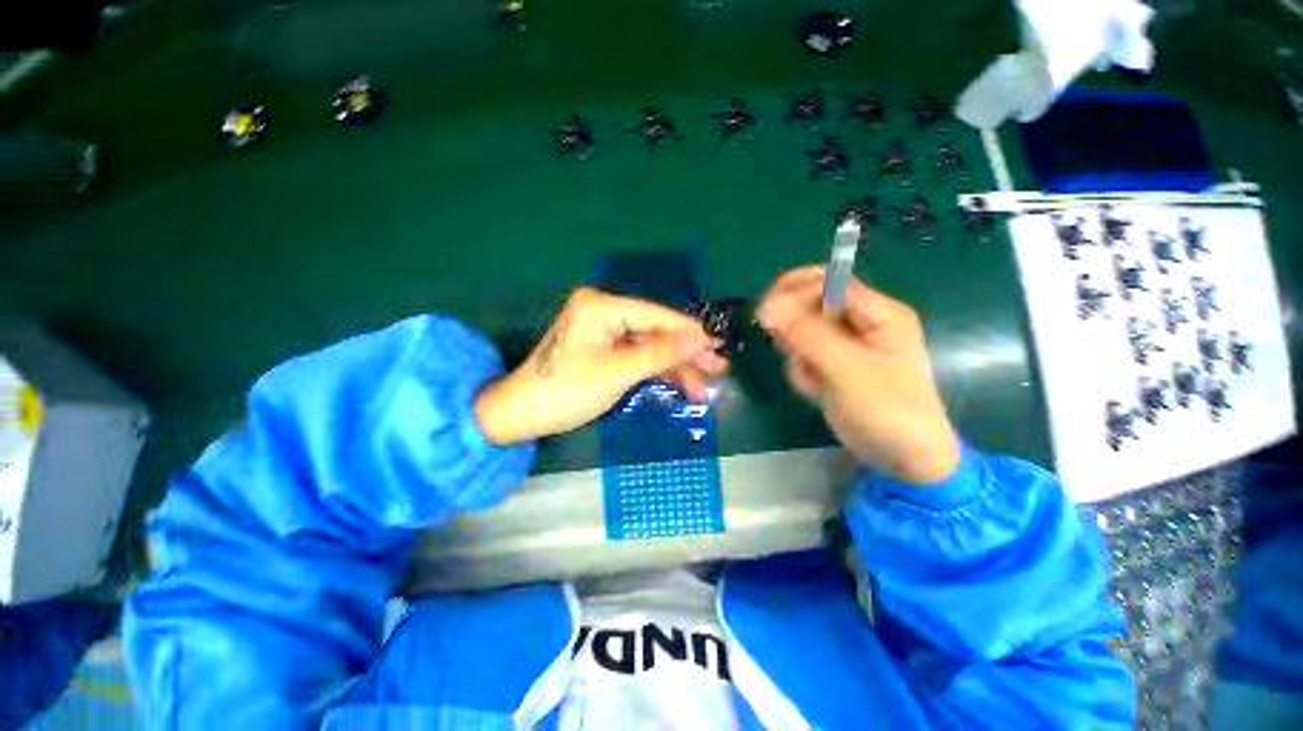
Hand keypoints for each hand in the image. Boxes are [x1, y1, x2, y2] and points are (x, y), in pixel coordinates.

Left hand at [475, 288, 728, 444]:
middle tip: (720, 368)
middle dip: (686, 353)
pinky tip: (681, 385)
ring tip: (705, 388)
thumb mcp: (617, 372)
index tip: (720, 344)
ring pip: (649, 347)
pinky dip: (657, 372)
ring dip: (675, 367)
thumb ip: (661, 353)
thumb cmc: (566, 391)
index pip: (657, 316)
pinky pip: (637, 356)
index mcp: (602, 306)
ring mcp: (604, 332)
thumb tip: (702, 339)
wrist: (522, 415)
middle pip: (656, 331)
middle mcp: (604, 311)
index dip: (690, 332)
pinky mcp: (604, 350)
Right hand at [756, 266, 960, 484]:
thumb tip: (767, 307)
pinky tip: (815, 390)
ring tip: (812, 378)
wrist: (902, 459)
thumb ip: (807, 335)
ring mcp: (844, 346)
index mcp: (878, 312)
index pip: (828, 283)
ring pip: (801, 332)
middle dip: (794, 325)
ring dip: (796, 354)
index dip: (795, 293)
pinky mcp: (832, 365)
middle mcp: (860, 322)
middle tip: (784, 346)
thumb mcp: (847, 369)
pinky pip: (803, 356)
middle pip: (811, 303)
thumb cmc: (887, 410)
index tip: (765, 314)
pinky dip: (801, 372)